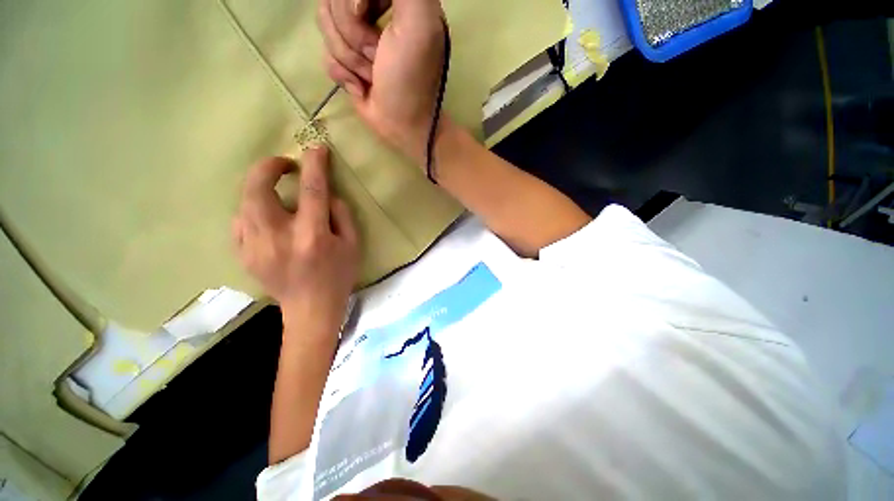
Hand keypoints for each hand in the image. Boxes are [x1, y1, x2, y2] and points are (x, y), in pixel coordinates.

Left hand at [232, 147, 358, 336]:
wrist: (310, 309)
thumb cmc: (338, 276)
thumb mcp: (353, 245)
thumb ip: (342, 215)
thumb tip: (327, 195)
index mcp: (312, 235)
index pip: (311, 190)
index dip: (314, 164)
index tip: (315, 148)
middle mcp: (279, 237)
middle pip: (258, 189)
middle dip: (268, 166)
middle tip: (284, 165)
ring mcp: (255, 246)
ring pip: (245, 202)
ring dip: (261, 188)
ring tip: (278, 193)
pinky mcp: (243, 254)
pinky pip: (240, 222)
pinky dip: (253, 212)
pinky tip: (268, 219)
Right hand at [317, 0, 447, 163]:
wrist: (402, 124)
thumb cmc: (411, 79)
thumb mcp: (419, 24)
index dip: (352, 0)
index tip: (364, 13)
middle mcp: (374, 11)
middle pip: (333, 1)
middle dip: (354, 34)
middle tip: (377, 57)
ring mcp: (357, 37)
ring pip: (325, 26)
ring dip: (350, 58)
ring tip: (372, 75)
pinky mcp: (346, 62)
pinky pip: (324, 53)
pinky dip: (342, 74)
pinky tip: (361, 87)